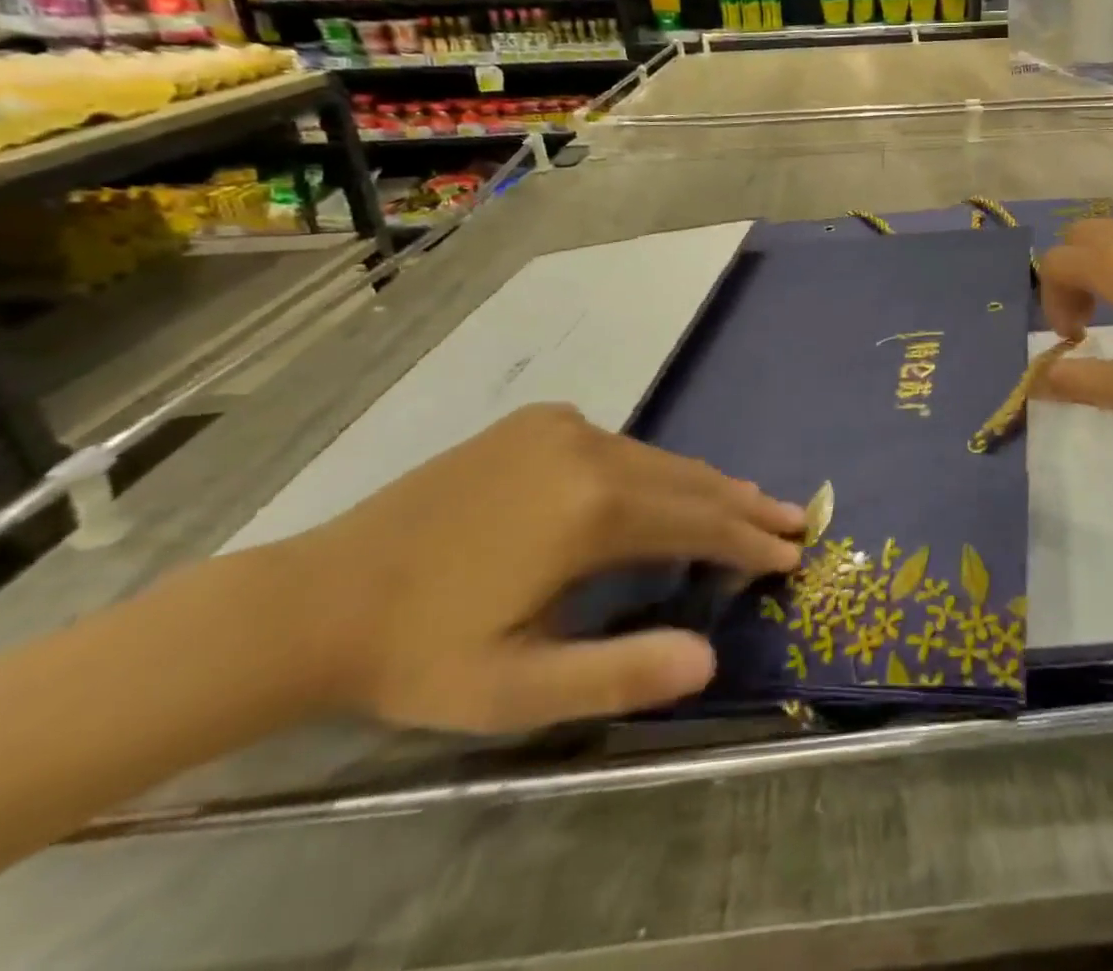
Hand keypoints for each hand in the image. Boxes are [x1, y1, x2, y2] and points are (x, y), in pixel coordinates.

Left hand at [280, 404, 803, 733]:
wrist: (319, 597)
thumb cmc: (422, 653)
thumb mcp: (517, 689)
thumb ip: (619, 672)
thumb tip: (710, 658)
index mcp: (589, 508)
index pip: (697, 521)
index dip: (748, 540)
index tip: (794, 551)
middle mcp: (588, 449)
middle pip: (687, 480)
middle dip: (743, 504)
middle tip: (794, 519)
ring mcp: (561, 428)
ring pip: (656, 459)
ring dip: (702, 487)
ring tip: (748, 505)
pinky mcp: (539, 423)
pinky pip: (621, 447)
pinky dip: (657, 472)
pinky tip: (667, 491)